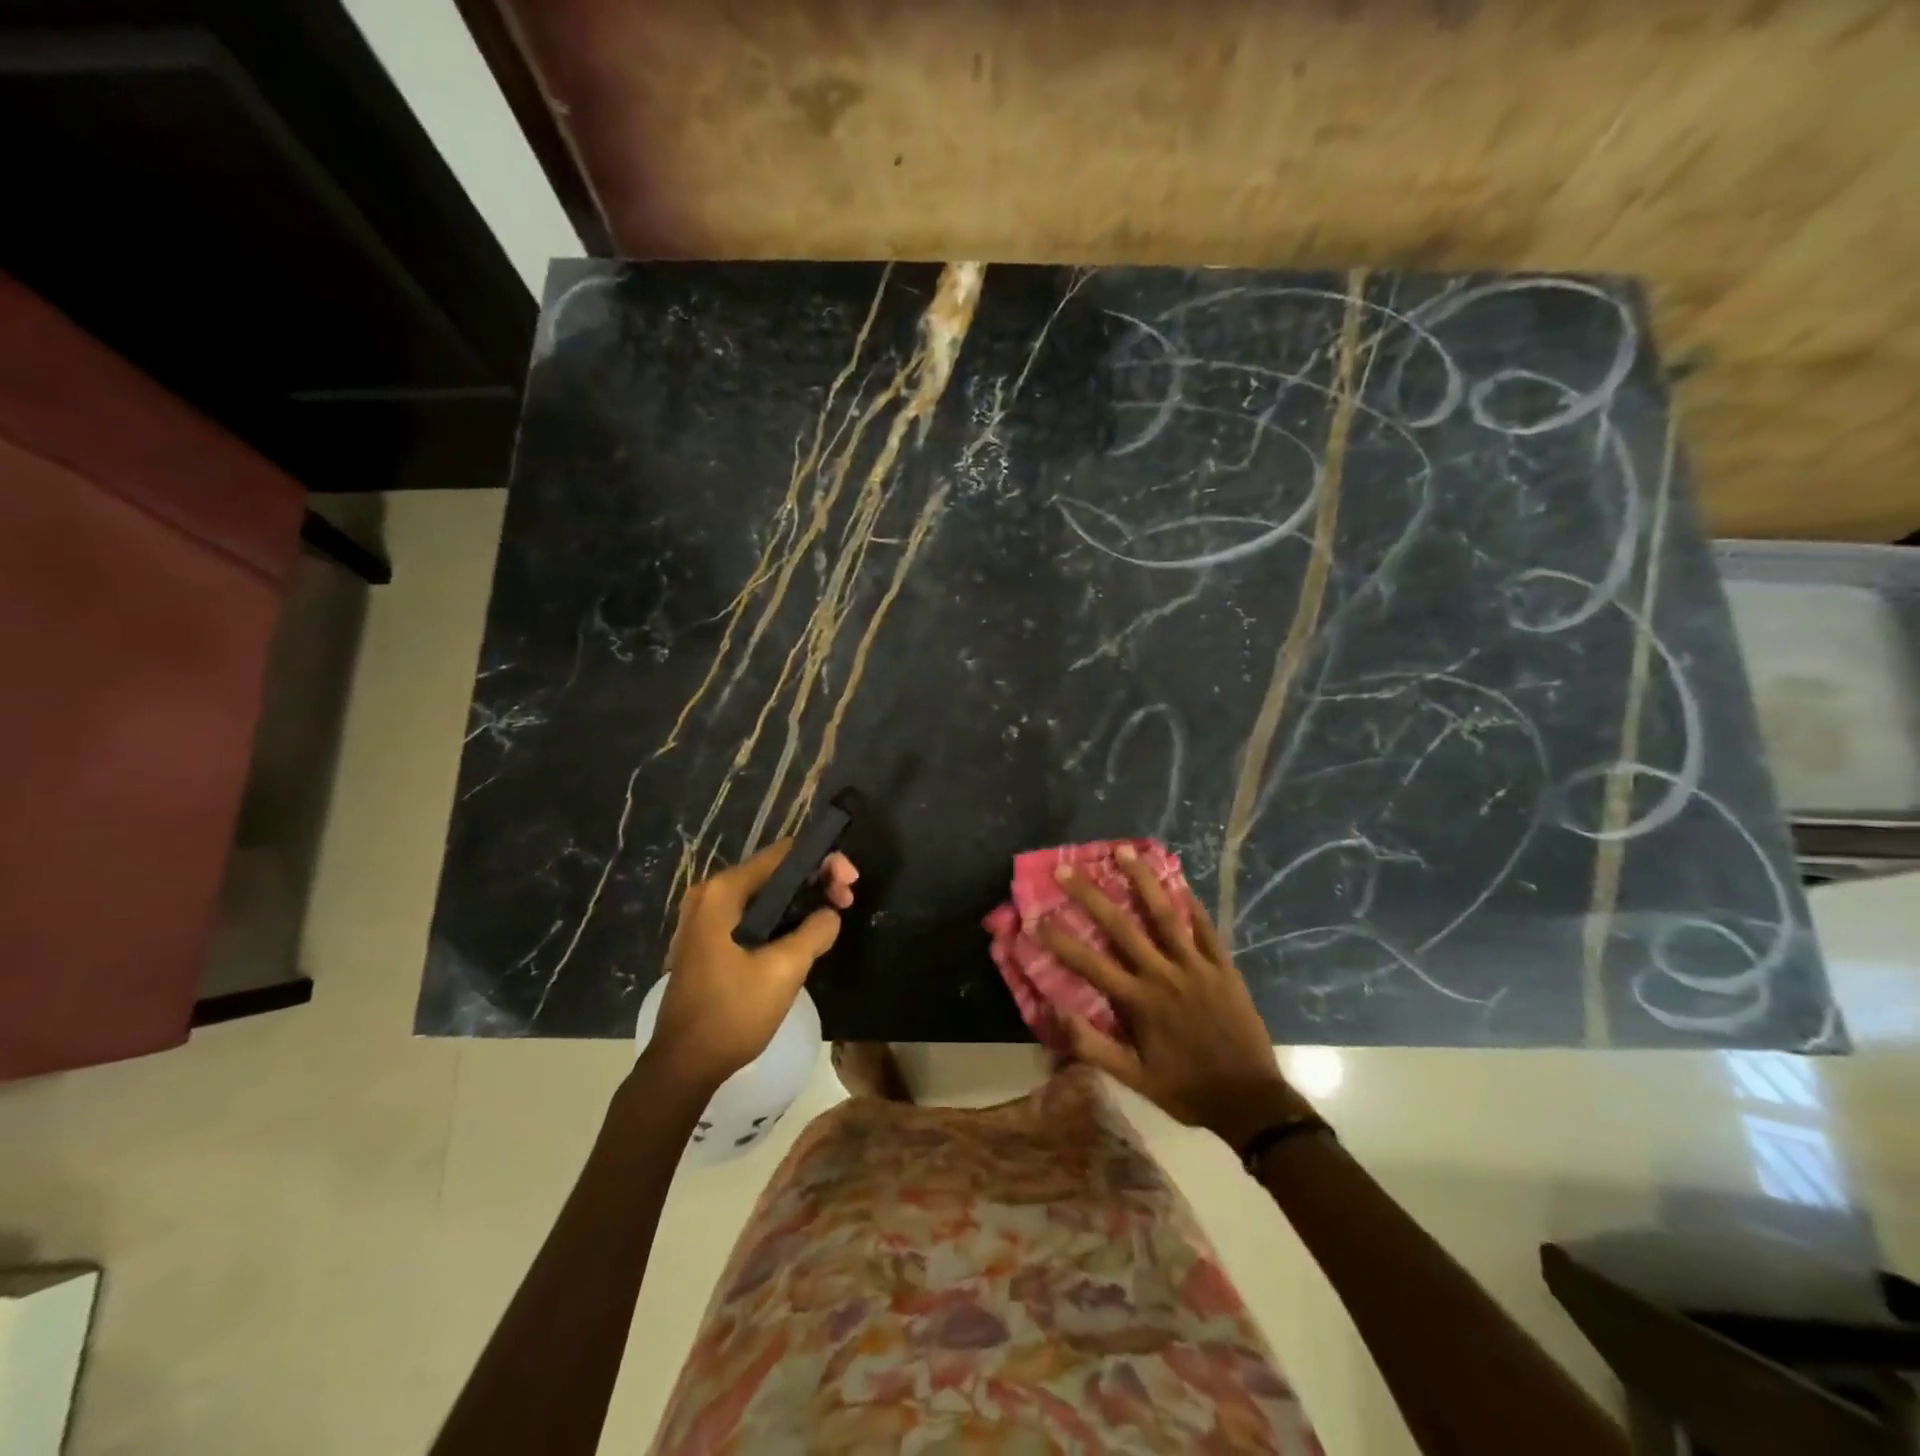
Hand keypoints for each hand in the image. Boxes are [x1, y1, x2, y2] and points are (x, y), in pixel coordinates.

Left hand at [650, 842, 857, 1090]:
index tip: (850, 884)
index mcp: (724, 892)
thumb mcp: (785, 970)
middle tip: (847, 902)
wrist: (683, 1065)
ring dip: (800, 901)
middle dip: (815, 881)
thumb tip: (830, 914)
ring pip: (764, 894)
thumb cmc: (732, 1013)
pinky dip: (780, 918)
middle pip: (774, 871)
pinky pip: (751, 914)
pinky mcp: (707, 939)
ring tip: (832, 918)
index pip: (784, 854)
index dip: (823, 861)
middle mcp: (710, 894)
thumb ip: (816, 931)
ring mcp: (704, 918)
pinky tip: (803, 935)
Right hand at [1040, 847, 1313, 1148]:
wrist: (1250, 1101)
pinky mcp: (1224, 967)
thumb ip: (1094, 1046)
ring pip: (1166, 915)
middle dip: (1092, 896)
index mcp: (1140, 1001)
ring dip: (1143, 880)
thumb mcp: (1134, 1079)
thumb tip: (1057, 1014)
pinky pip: (1205, 928)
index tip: (1036, 917)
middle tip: (1068, 868)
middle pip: (1122, 927)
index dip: (1061, 940)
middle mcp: (1165, 975)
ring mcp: (1197, 967)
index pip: (1091, 963)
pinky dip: (1192, 904)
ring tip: (1124, 851)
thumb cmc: (1186, 1089)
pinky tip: (1179, 880)